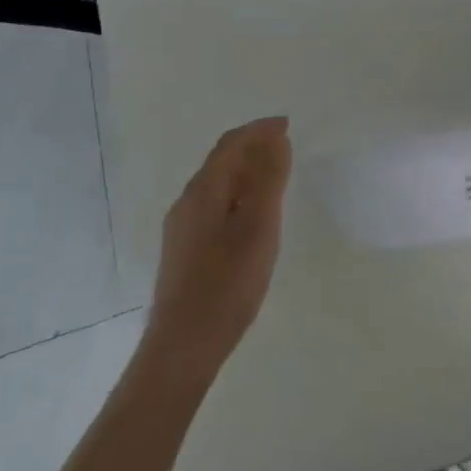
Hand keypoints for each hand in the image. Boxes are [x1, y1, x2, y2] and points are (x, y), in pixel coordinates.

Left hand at [141, 116, 292, 390]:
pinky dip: (238, 193)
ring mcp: (182, 228)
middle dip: (252, 146)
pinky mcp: (185, 250)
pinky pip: (215, 205)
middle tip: (285, 146)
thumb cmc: (228, 282)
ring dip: (246, 170)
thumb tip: (275, 139)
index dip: (259, 130)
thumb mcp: (259, 227)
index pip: (231, 145)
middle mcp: (187, 203)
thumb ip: (268, 180)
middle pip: (220, 161)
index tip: (288, 124)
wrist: (184, 345)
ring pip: (217, 184)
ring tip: (276, 175)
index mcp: (204, 192)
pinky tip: (253, 214)